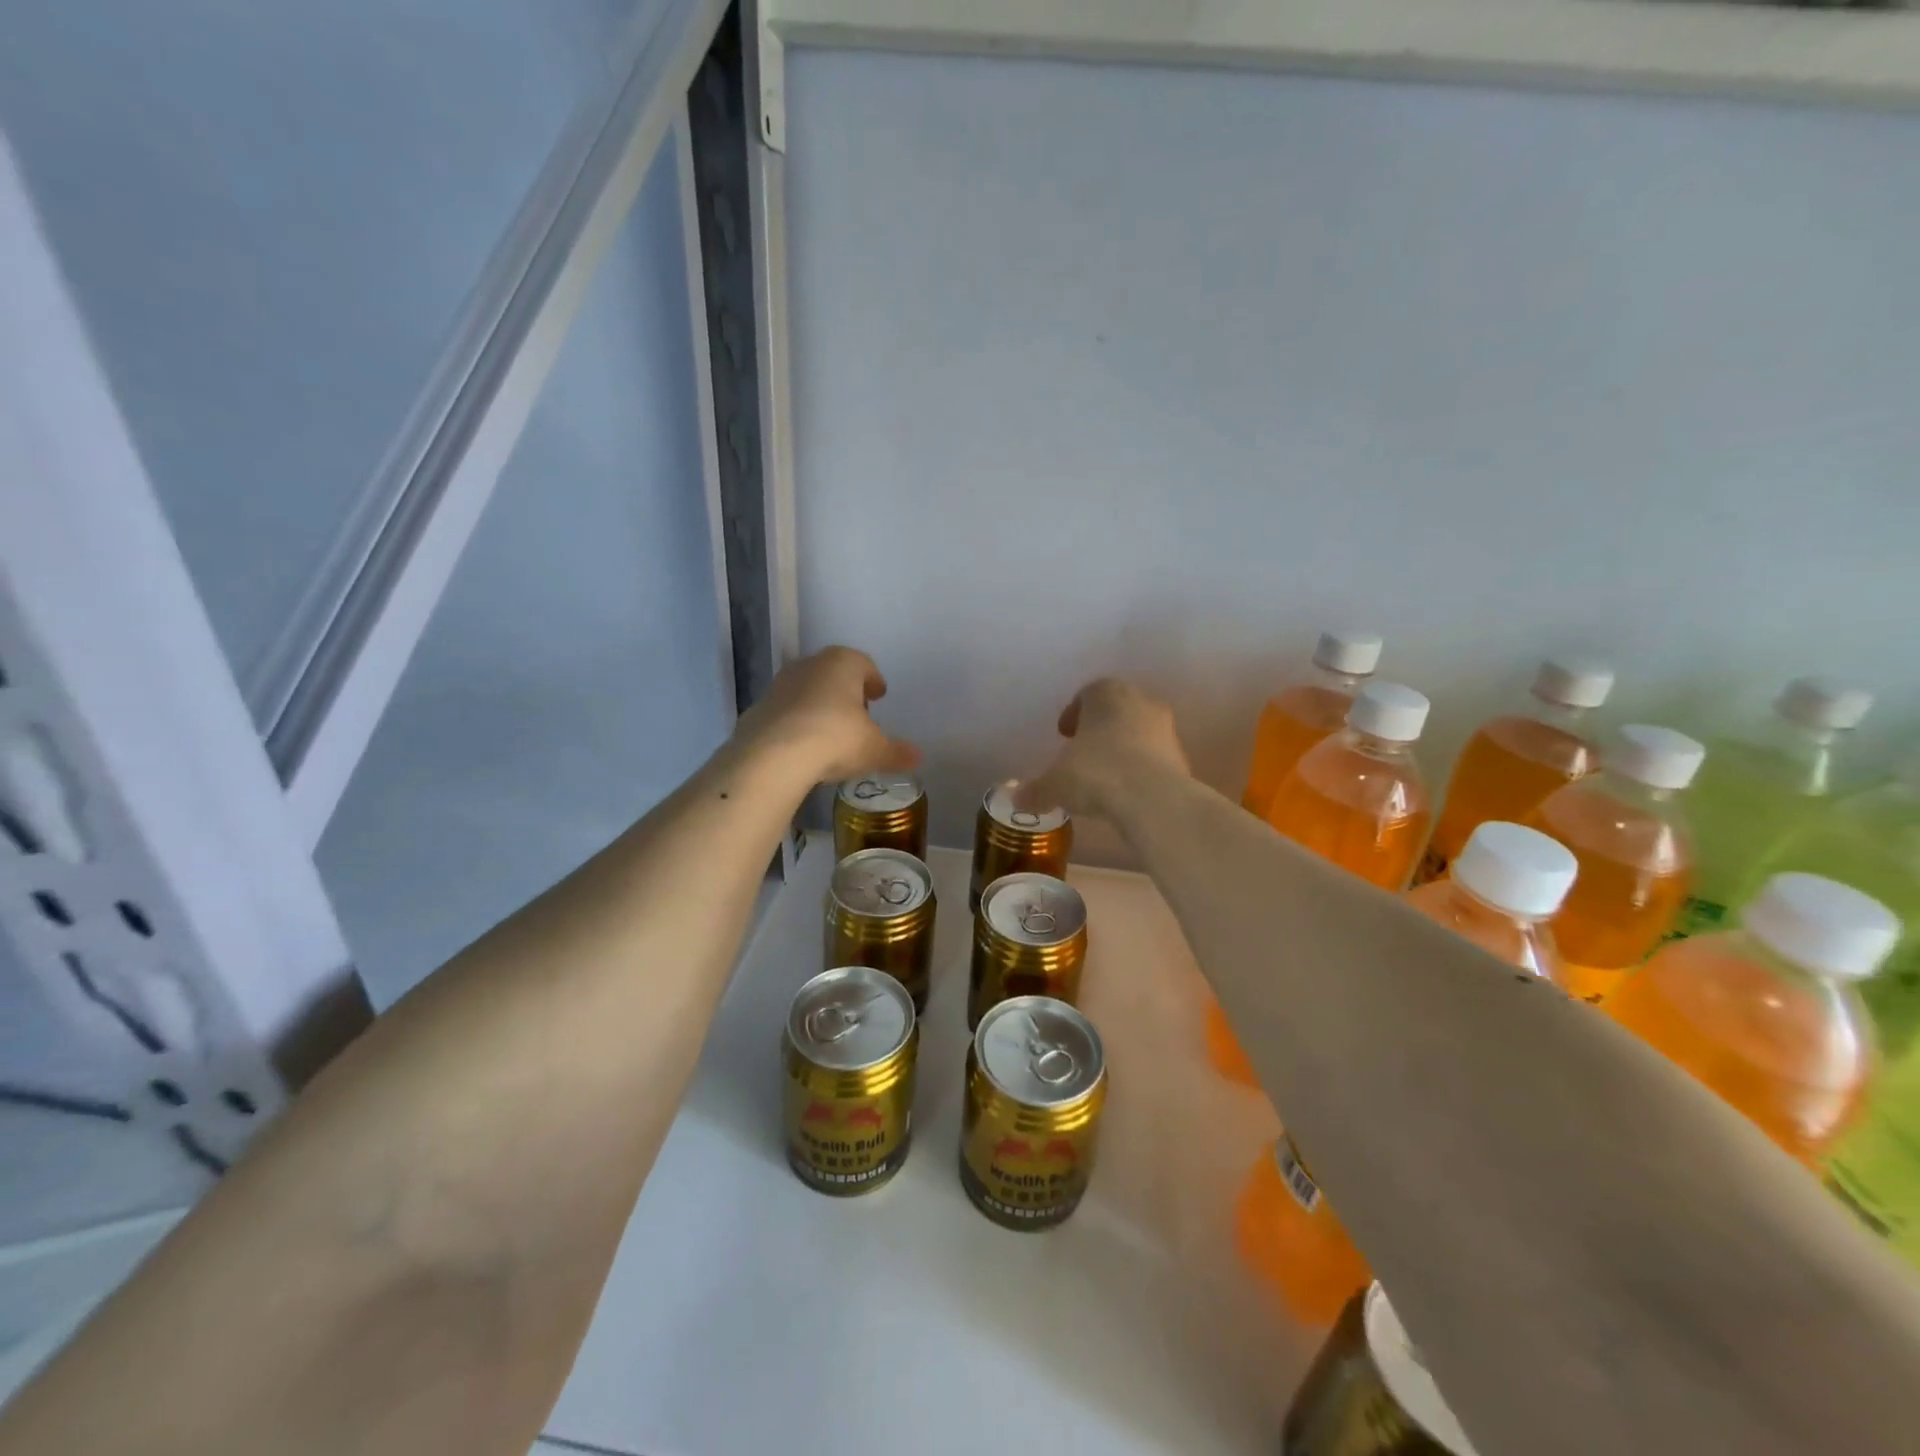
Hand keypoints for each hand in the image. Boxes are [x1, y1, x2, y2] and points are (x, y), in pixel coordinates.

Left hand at [733, 647, 919, 785]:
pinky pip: (786, 712)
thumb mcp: (874, 750)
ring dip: (819, 705)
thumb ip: (896, 752)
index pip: (864, 664)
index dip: (873, 680)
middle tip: (857, 713)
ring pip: (807, 689)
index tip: (879, 694)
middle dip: (846, 691)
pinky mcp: (759, 707)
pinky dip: (797, 722)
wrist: (773, 755)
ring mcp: (780, 684)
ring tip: (830, 731)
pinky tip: (803, 745)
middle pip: (833, 673)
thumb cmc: (836, 738)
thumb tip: (917, 757)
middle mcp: (810, 664)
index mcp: (843, 663)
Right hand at [1017, 678, 1189, 821]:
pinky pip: (1153, 758)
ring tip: (1104, 776)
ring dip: (1122, 748)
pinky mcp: (1181, 756)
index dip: (1073, 714)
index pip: (1087, 693)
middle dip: (1099, 729)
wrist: (1154, 799)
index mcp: (1106, 693)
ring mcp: (1165, 728)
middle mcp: (1139, 701)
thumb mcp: (1054, 784)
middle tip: (1082, 753)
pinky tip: (1126, 792)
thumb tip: (1016, 800)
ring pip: (1137, 732)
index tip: (1064, 735)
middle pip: (1115, 710)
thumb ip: (1034, 790)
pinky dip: (1140, 769)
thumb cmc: (1096, 774)